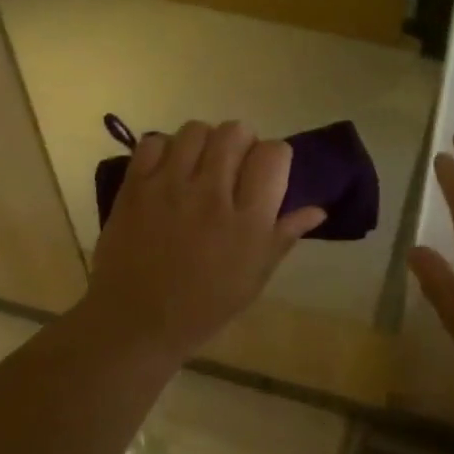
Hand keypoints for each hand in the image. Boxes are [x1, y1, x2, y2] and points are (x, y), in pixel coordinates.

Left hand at [81, 120, 325, 360]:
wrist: (136, 322)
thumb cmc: (204, 306)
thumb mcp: (255, 277)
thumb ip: (284, 235)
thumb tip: (318, 210)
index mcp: (248, 221)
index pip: (273, 154)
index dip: (275, 157)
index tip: (266, 172)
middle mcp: (212, 195)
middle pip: (236, 132)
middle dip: (241, 143)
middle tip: (233, 167)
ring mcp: (170, 187)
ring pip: (196, 130)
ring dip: (204, 142)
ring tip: (199, 165)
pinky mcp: (135, 187)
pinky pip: (154, 142)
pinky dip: (164, 149)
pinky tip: (168, 171)